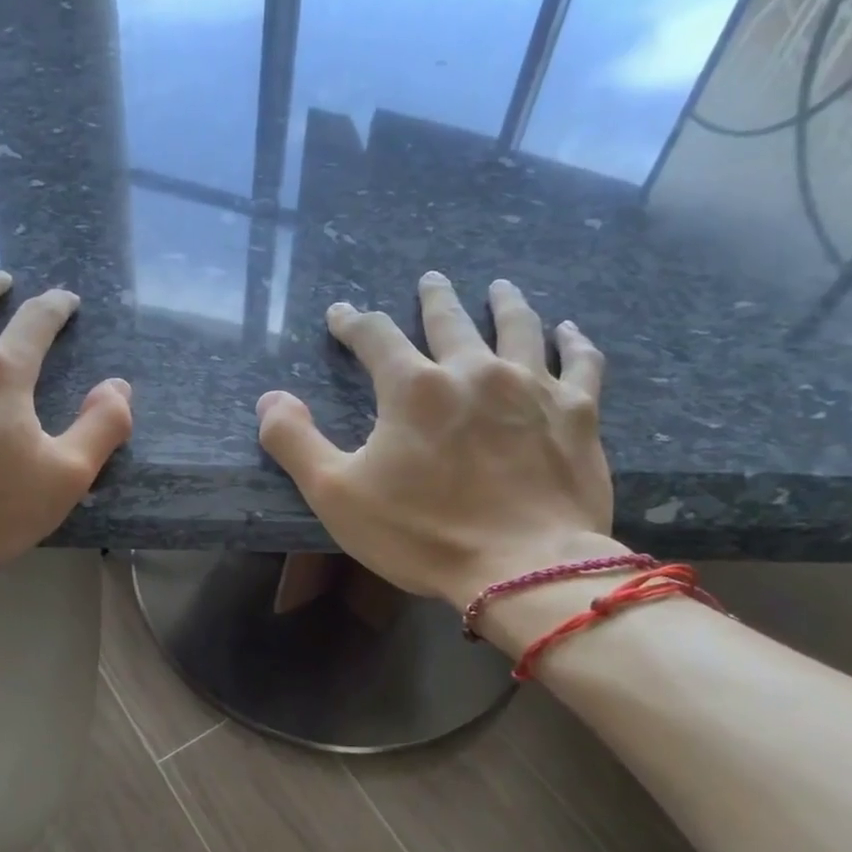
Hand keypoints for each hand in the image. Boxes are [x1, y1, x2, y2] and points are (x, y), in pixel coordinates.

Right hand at [255, 273, 617, 613]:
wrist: (524, 570)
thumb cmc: (422, 534)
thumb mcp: (335, 494)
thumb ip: (294, 441)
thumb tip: (270, 399)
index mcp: (413, 387)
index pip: (375, 335)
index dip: (353, 322)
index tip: (342, 315)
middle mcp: (473, 371)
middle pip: (449, 319)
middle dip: (434, 298)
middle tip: (430, 280)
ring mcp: (532, 388)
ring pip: (517, 328)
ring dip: (505, 303)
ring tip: (499, 287)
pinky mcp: (577, 414)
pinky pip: (581, 363)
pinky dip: (574, 342)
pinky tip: (570, 330)